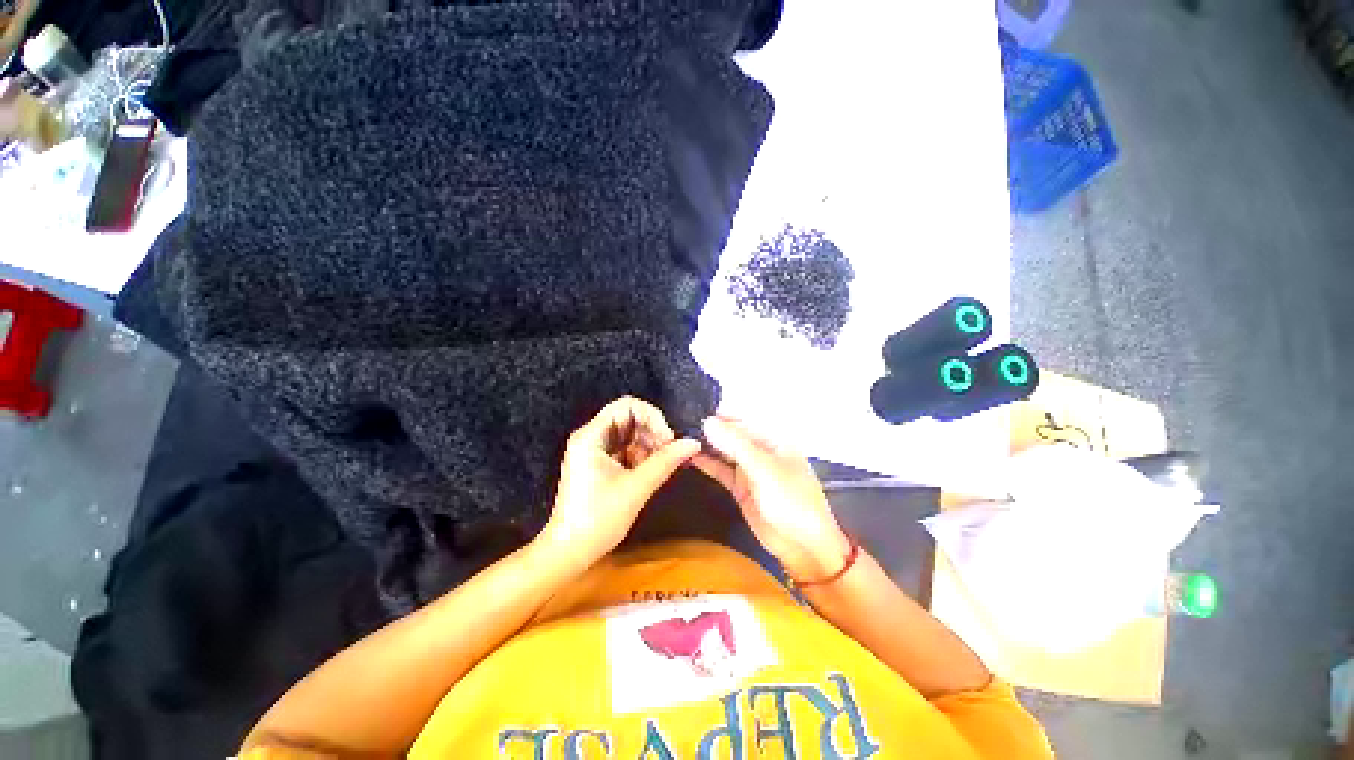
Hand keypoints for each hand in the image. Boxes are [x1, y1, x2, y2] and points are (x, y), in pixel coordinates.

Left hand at [539, 396, 700, 565]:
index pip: (626, 405)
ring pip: (630, 434)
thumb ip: (666, 461)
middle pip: (629, 417)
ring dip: (649, 445)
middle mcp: (592, 437)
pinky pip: (626, 449)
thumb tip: (693, 443)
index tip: (667, 439)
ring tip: (663, 465)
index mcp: (592, 436)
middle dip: (652, 431)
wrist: (569, 553)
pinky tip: (652, 471)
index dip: (652, 416)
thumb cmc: (598, 519)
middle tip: (669, 452)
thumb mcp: (636, 487)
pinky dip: (642, 456)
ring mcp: (595, 451)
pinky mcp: (600, 464)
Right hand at [694, 416, 850, 581]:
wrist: (804, 548)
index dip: (721, 414)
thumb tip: (707, 421)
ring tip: (680, 436)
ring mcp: (750, 470)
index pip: (743, 419)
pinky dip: (708, 464)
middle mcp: (761, 450)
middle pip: (733, 434)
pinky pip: (722, 471)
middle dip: (711, 429)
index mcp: (774, 439)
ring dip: (707, 445)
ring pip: (725, 452)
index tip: (694, 409)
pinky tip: (690, 457)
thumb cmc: (792, 501)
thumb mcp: (765, 469)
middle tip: (681, 422)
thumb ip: (735, 445)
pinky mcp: (741, 488)